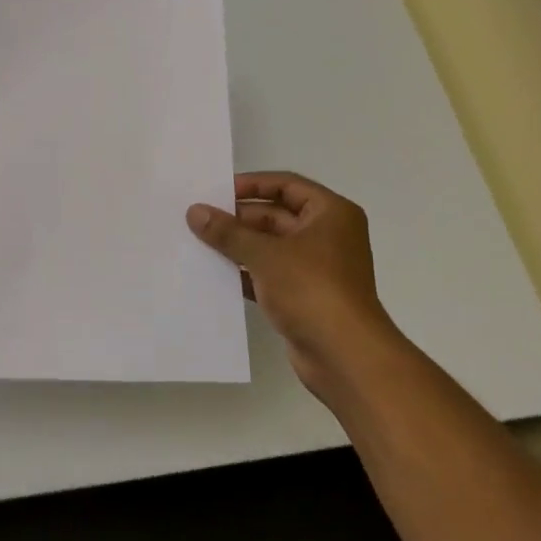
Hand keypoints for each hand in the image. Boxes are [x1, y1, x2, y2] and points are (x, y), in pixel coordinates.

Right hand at [187, 172, 400, 398]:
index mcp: (330, 214)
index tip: (216, 191)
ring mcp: (316, 268)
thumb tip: (195, 211)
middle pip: (275, 215)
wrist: (344, 355)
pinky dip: (244, 272)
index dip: (251, 184)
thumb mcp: (265, 254)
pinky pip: (268, 274)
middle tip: (198, 220)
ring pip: (269, 247)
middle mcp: (327, 235)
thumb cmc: (311, 289)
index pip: (286, 185)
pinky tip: (214, 274)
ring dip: (237, 246)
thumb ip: (228, 232)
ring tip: (198, 244)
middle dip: (238, 219)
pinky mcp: (303, 296)